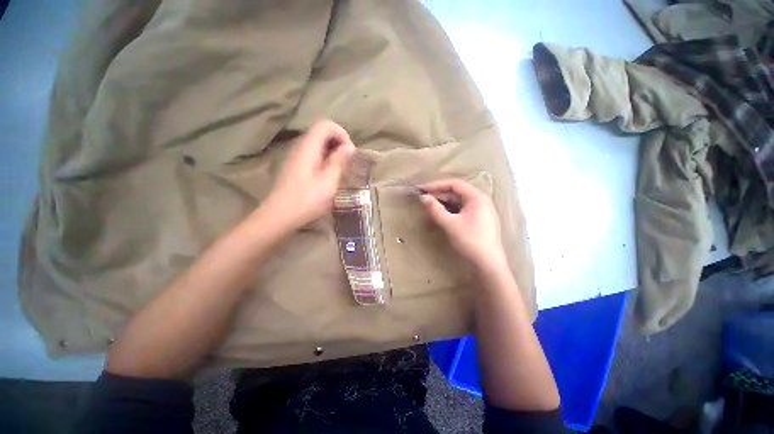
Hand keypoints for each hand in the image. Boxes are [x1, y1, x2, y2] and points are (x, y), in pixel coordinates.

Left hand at [264, 121, 355, 229]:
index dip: (342, 134)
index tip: (350, 152)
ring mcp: (295, 157)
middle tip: (348, 162)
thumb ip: (339, 161)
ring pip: (317, 145)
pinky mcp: (295, 167)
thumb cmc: (307, 200)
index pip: (326, 125)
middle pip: (321, 133)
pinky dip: (325, 160)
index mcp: (308, 147)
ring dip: (332, 153)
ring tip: (341, 170)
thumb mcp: (329, 181)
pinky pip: (313, 155)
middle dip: (339, 143)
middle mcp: (300, 147)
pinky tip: (329, 176)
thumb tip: (349, 147)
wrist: (279, 216)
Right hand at [419, 179, 507, 271]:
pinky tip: (443, 215)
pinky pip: (463, 209)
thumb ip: (435, 209)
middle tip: (425, 197)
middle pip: (457, 192)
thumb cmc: (470, 240)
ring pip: (459, 201)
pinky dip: (451, 210)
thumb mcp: (450, 224)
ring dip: (445, 202)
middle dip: (440, 193)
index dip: (437, 185)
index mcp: (477, 197)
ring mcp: (482, 210)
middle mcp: (481, 200)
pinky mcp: (480, 220)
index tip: (422, 189)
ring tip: (431, 206)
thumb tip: (423, 197)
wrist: (488, 263)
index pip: (454, 184)